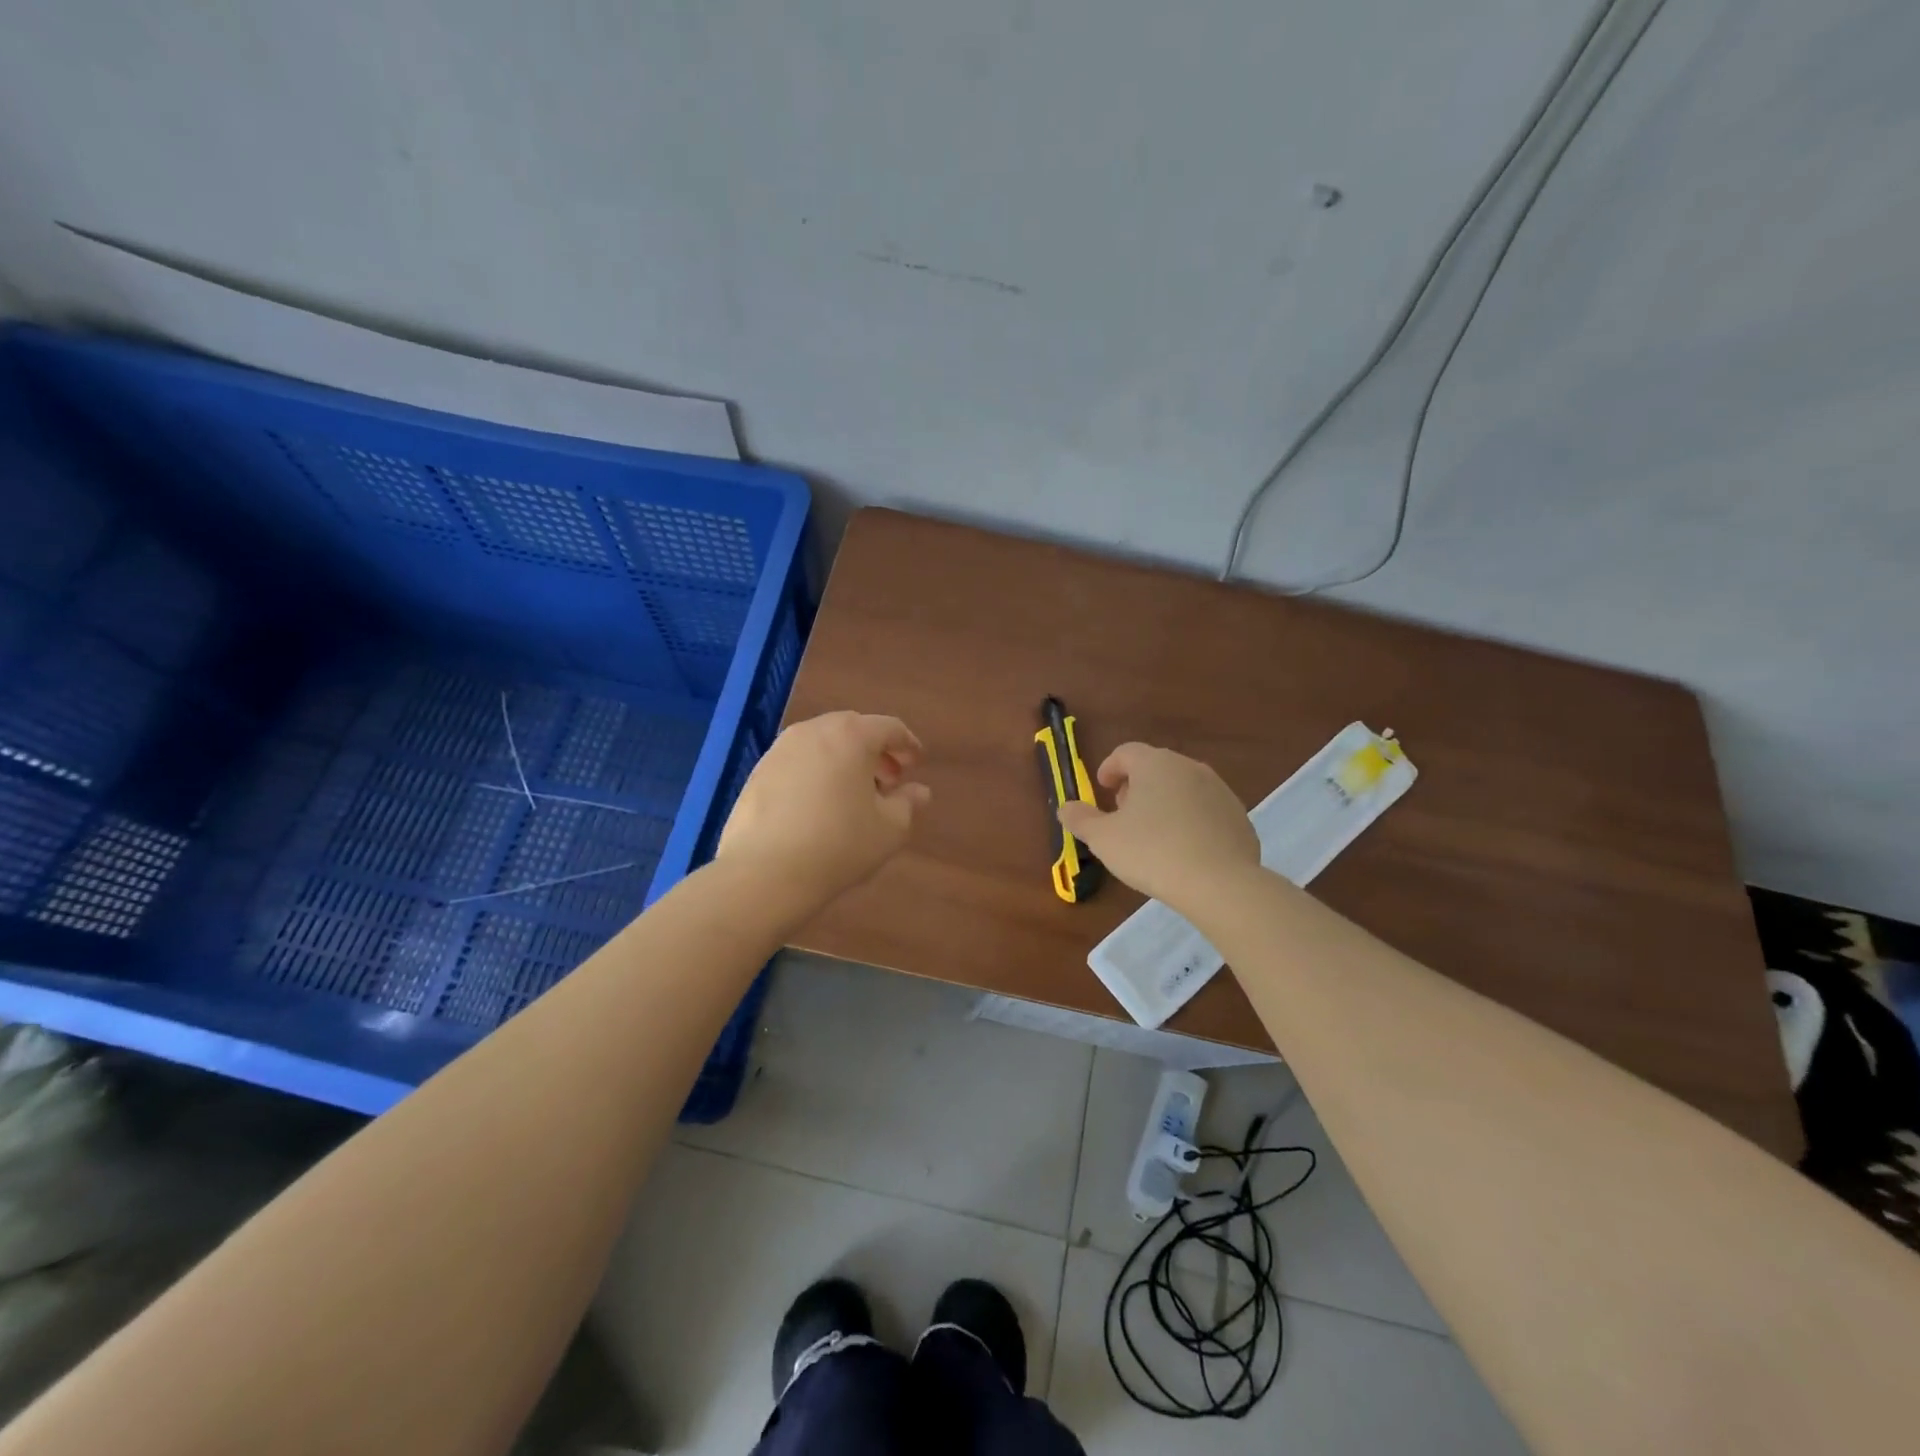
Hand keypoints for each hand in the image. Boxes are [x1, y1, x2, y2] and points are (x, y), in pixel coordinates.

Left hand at [717, 711, 931, 904]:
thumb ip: (908, 803)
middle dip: (874, 750)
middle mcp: (814, 731)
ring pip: (822, 743)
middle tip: (888, 780)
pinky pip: (798, 761)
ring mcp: (780, 749)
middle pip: (853, 729)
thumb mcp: (889, 829)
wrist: (765, 873)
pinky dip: (816, 772)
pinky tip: (819, 805)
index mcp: (851, 735)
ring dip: (844, 760)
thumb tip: (919, 791)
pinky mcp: (758, 772)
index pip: (889, 727)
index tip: (916, 763)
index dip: (907, 744)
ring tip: (853, 794)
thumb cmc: (839, 845)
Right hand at [1056, 743, 1259, 912]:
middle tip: (1124, 812)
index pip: (1126, 752)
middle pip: (1156, 766)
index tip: (1102, 788)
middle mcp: (1189, 767)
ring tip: (1153, 833)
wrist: (1220, 884)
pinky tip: (1184, 849)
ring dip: (1165, 801)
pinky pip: (1206, 810)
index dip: (1110, 768)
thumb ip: (1080, 819)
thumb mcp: (1103, 839)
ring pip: (1183, 787)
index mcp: (1155, 764)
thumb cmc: (1152, 852)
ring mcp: (1219, 790)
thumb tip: (1066, 808)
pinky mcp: (1238, 816)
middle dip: (1136, 785)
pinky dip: (1190, 820)